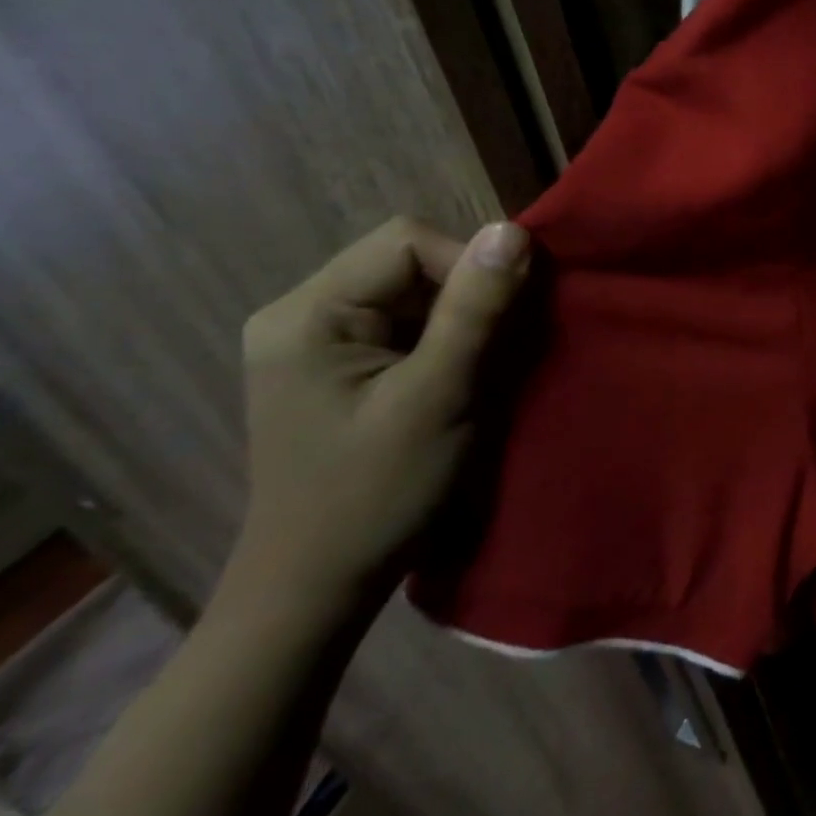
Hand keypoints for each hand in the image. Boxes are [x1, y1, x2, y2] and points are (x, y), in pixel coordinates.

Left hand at [233, 216, 531, 611]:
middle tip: (497, 349)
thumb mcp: (438, 397)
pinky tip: (457, 378)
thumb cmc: (376, 493)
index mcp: (306, 314)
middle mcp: (301, 314)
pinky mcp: (339, 365)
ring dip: (463, 320)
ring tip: (481, 368)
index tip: (503, 323)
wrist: (320, 585)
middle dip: (468, 296)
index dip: (469, 268)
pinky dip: (447, 340)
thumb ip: (475, 311)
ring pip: (415, 292)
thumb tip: (515, 230)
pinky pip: (407, 322)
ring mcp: (317, 340)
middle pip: (410, 262)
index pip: (407, 242)